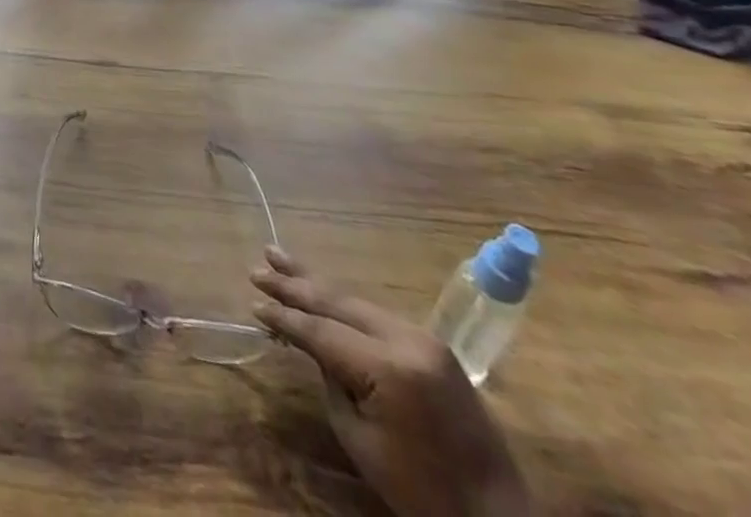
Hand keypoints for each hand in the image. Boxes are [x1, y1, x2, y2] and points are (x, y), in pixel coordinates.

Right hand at [252, 246, 529, 516]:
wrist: (497, 515)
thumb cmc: (421, 491)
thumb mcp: (361, 441)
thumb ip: (331, 381)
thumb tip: (312, 344)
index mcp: (390, 368)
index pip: (322, 331)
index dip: (285, 318)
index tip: (253, 304)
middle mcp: (407, 339)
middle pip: (337, 301)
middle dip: (294, 284)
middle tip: (257, 268)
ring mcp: (424, 337)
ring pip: (355, 300)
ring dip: (315, 284)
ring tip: (278, 259)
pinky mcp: (432, 343)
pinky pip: (375, 314)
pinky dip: (342, 302)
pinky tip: (320, 290)